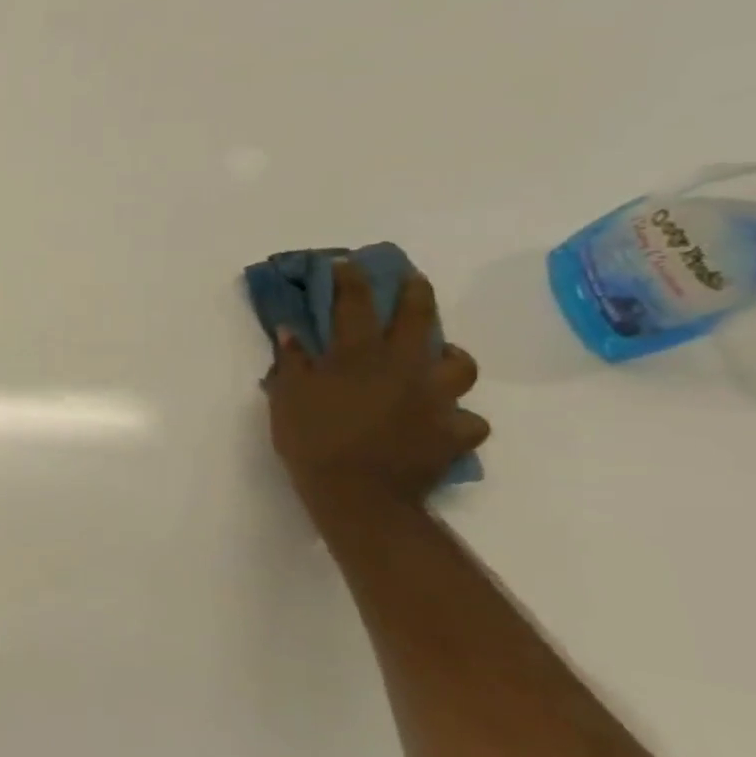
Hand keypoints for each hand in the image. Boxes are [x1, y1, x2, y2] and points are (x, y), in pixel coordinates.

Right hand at [265, 262, 487, 510]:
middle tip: (411, 281)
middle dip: (415, 292)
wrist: (357, 494)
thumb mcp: (287, 398)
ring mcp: (437, 398)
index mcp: (359, 357)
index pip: (355, 304)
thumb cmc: (312, 441)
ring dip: (449, 357)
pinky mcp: (456, 432)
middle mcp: (404, 367)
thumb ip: (292, 362)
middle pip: (419, 317)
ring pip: (460, 364)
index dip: (351, 279)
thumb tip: (290, 331)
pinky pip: (468, 420)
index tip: (348, 262)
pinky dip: (457, 419)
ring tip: (438, 359)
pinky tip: (442, 423)